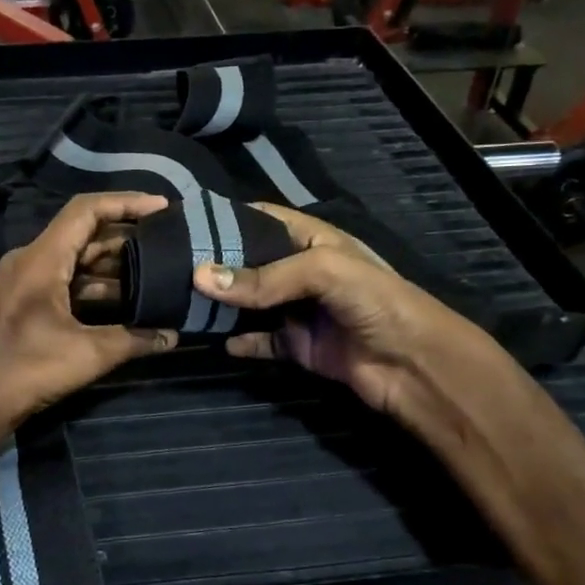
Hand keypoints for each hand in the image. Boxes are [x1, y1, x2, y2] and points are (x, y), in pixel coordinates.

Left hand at [0, 193, 178, 451]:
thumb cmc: (23, 370)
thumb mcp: (85, 354)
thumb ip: (132, 340)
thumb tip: (173, 336)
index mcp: (41, 259)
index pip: (86, 211)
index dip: (126, 202)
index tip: (162, 208)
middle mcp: (31, 262)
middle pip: (85, 235)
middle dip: (127, 238)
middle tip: (168, 245)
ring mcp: (26, 284)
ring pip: (77, 263)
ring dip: (114, 269)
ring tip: (158, 275)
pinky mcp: (25, 306)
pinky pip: (67, 285)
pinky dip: (97, 290)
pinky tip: (127, 306)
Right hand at [191, 204, 511, 444]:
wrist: (416, 366)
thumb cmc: (377, 301)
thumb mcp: (322, 272)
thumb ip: (263, 277)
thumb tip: (200, 277)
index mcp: (312, 239)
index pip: (261, 219)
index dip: (225, 218)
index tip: (183, 221)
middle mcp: (300, 271)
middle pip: (249, 263)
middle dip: (214, 265)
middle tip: (168, 266)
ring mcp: (298, 310)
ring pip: (249, 304)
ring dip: (221, 305)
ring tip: (179, 301)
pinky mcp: (297, 346)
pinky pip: (260, 341)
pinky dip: (239, 341)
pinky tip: (215, 341)